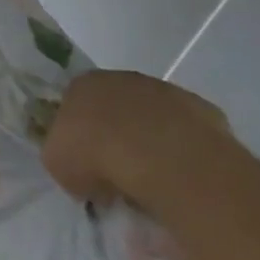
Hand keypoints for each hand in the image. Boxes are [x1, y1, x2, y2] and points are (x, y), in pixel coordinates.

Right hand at [43, 69, 237, 207]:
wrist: (161, 156)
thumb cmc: (97, 155)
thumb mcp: (57, 163)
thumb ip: (64, 157)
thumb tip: (80, 170)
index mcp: (82, 84)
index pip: (75, 104)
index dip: (79, 135)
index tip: (85, 163)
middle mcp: (122, 78)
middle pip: (116, 108)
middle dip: (116, 135)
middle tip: (118, 173)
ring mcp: (165, 91)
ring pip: (153, 118)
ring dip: (152, 143)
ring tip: (153, 180)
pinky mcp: (202, 110)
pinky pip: (187, 134)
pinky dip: (183, 152)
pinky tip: (181, 177)